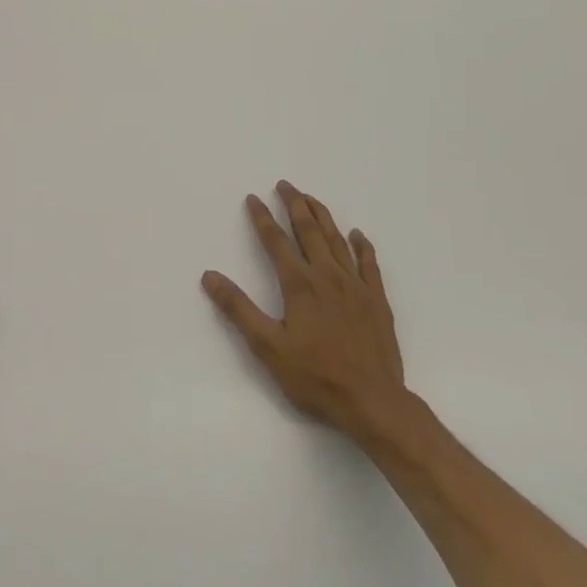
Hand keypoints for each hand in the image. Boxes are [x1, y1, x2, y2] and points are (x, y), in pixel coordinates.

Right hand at [202, 181, 409, 444]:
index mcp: (299, 285)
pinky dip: (362, 246)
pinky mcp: (377, 300)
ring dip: (323, 216)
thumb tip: (209, 276)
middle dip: (295, 204)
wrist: (372, 401)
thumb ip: (238, 309)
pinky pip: (370, 264)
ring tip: (311, 198)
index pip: (276, 242)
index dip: (262, 218)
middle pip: (309, 231)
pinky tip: (358, 235)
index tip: (253, 198)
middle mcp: (327, 276)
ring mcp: (356, 286)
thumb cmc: (315, 377)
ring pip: (338, 241)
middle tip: (285, 184)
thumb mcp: (267, 347)